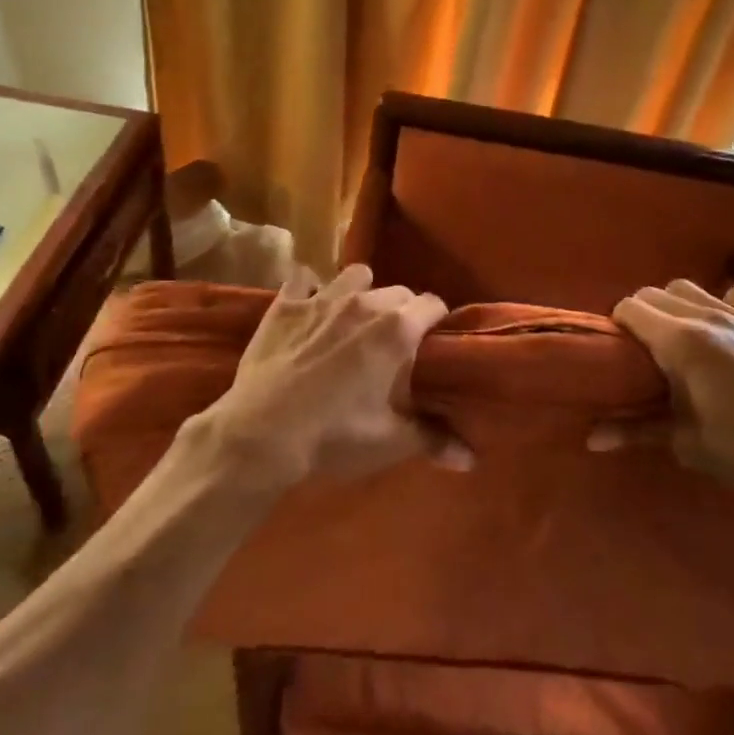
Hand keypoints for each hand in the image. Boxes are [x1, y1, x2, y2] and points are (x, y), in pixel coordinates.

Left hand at [193, 264, 467, 491]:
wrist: (262, 434)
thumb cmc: (335, 436)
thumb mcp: (391, 442)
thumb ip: (434, 439)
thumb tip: (470, 459)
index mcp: (396, 330)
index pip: (433, 304)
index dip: (437, 322)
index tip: (433, 342)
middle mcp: (364, 303)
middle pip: (398, 291)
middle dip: (402, 311)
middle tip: (393, 343)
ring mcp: (321, 298)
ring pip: (355, 275)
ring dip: (361, 292)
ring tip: (354, 319)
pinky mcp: (284, 304)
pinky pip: (302, 278)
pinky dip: (308, 288)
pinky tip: (307, 308)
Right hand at [594, 280, 733, 517]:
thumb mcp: (689, 445)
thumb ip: (637, 431)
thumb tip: (591, 439)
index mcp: (680, 341)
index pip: (630, 307)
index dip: (617, 326)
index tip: (617, 352)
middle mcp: (707, 315)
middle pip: (655, 292)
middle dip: (641, 314)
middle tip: (644, 351)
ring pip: (691, 287)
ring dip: (676, 306)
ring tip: (681, 338)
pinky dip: (722, 304)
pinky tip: (727, 330)